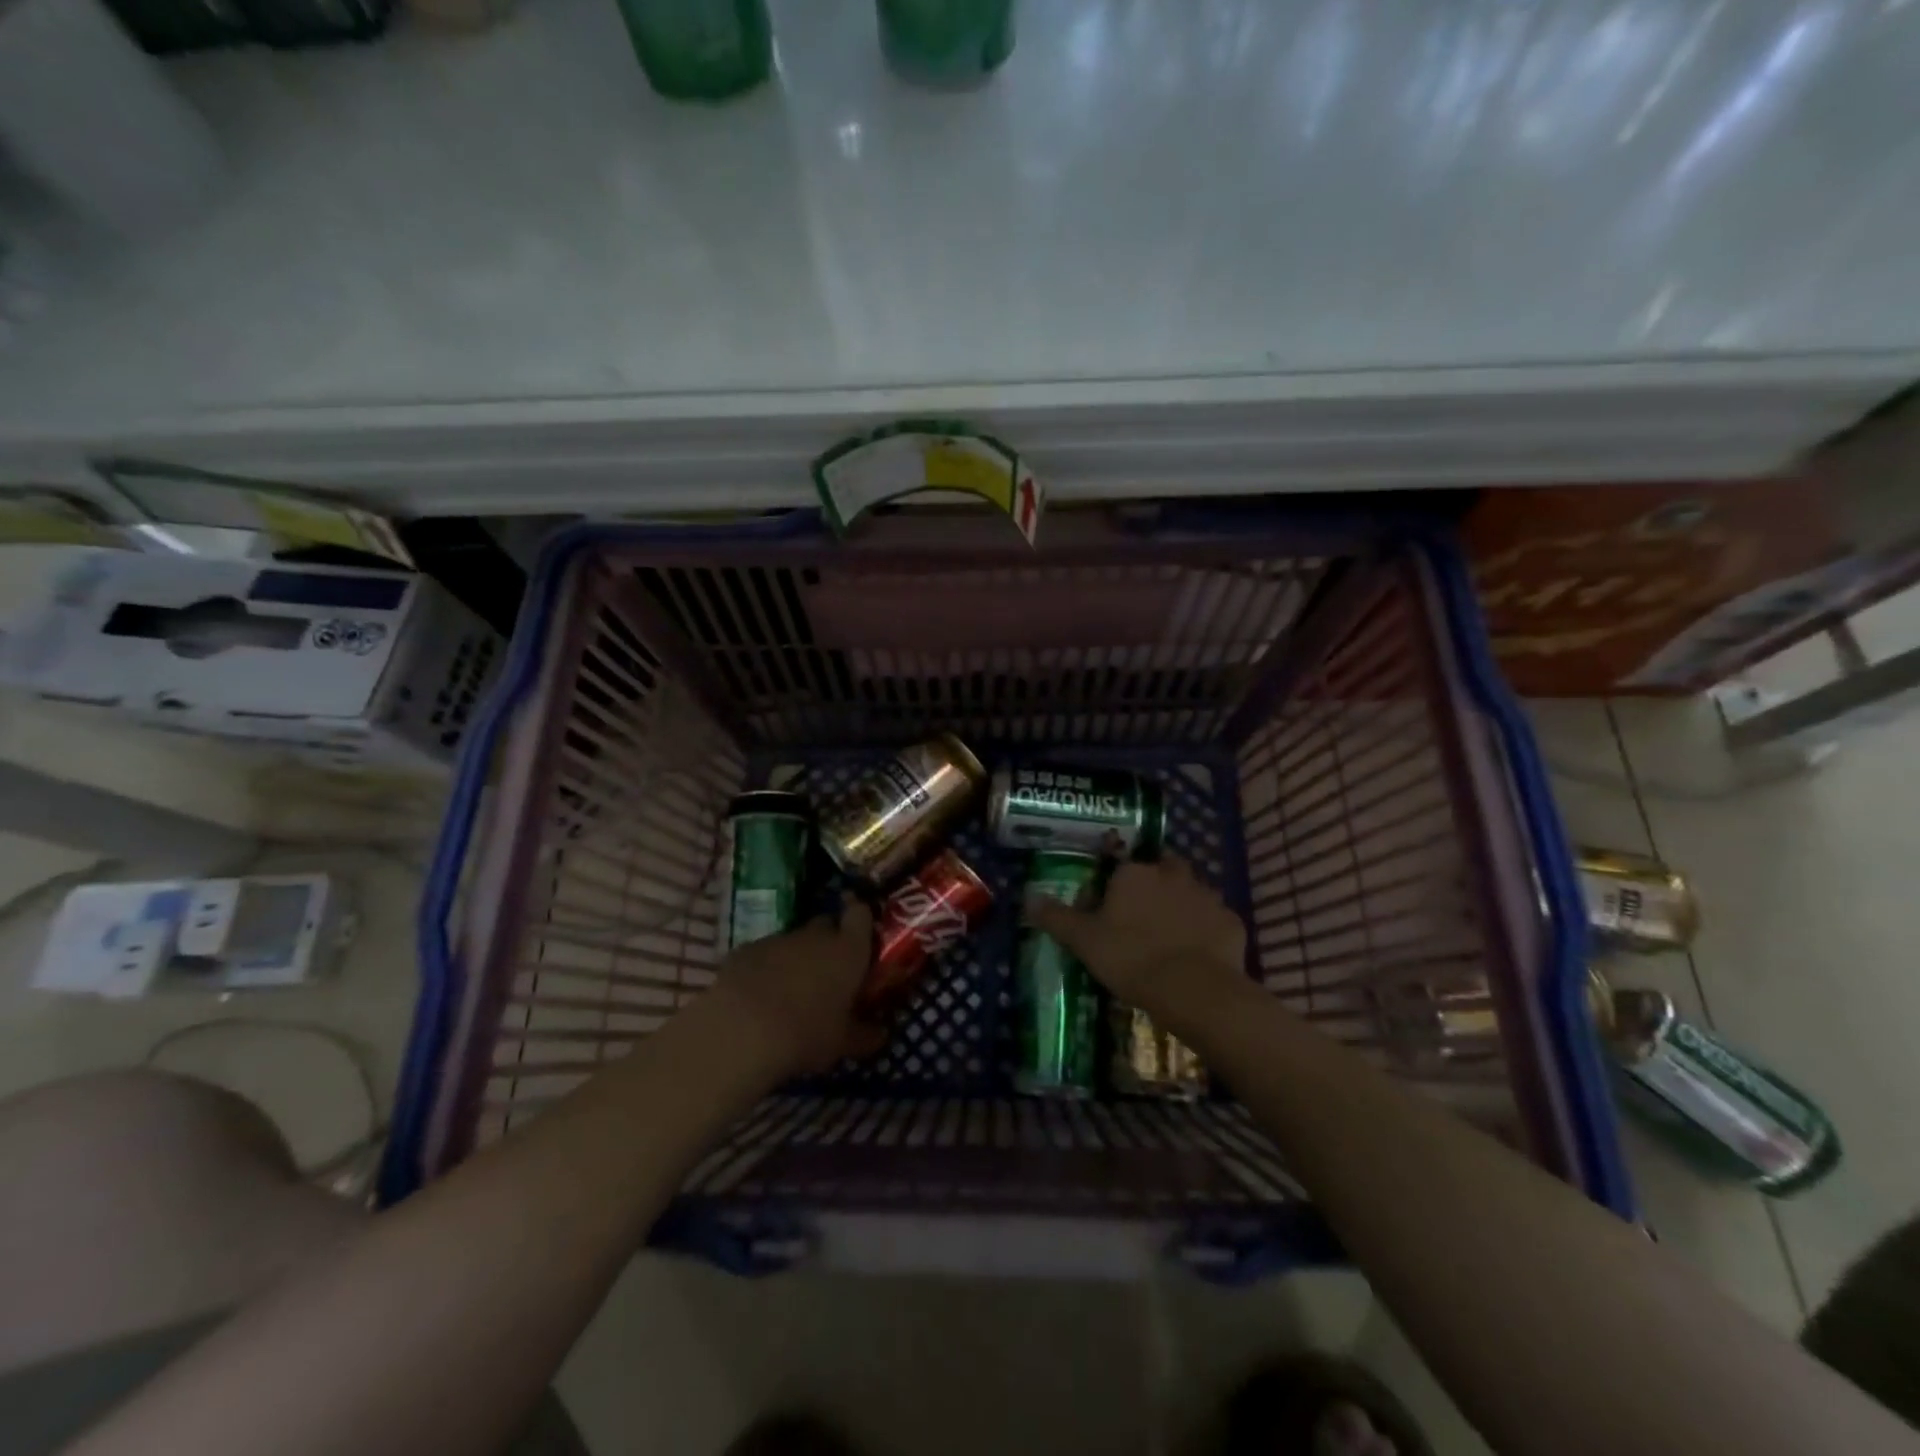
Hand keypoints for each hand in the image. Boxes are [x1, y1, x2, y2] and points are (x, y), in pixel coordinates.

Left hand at [706, 903, 885, 1076]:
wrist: (741, 1030)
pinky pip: (763, 954)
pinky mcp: (745, 950)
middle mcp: (815, 936)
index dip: (860, 918)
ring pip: (793, 941)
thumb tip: (880, 1035)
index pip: (860, 915)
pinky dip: (765, 968)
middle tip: (829, 970)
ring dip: (796, 957)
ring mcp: (777, 939)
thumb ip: (864, 1035)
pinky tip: (758, 996)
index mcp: (847, 950)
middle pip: (826, 924)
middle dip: (829, 940)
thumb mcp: (841, 1043)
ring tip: (791, 990)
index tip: (860, 930)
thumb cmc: (807, 1034)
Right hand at [1025, 856, 1248, 1028]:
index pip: (1122, 867)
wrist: (1194, 989)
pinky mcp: (1231, 923)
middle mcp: (1173, 875)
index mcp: (1134, 874)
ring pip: (1192, 893)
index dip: (1115, 887)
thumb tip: (1028, 898)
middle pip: (1164, 869)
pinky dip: (1207, 932)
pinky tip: (1198, 956)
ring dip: (1183, 906)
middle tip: (1143, 917)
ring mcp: (1207, 897)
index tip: (1110, 911)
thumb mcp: (1083, 940)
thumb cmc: (1131, 958)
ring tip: (1171, 938)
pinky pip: (1215, 921)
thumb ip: (1056, 917)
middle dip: (1156, 884)